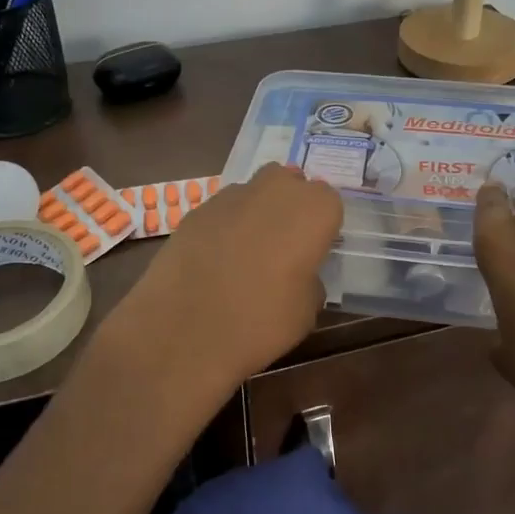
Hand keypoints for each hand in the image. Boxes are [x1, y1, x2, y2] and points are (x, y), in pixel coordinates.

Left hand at [106, 164, 341, 397]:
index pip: (328, 202)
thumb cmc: (262, 321)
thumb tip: (299, 274)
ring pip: (254, 192)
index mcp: (313, 210)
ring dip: (257, 213)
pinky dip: (224, 227)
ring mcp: (231, 196)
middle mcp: (275, 190)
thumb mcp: (306, 310)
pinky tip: (215, 260)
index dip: (322, 226)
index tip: (314, 252)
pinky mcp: (196, 210)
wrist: (186, 331)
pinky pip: (222, 211)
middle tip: (284, 246)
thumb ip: (310, 279)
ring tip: (247, 254)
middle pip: (289, 183)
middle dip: (289, 206)